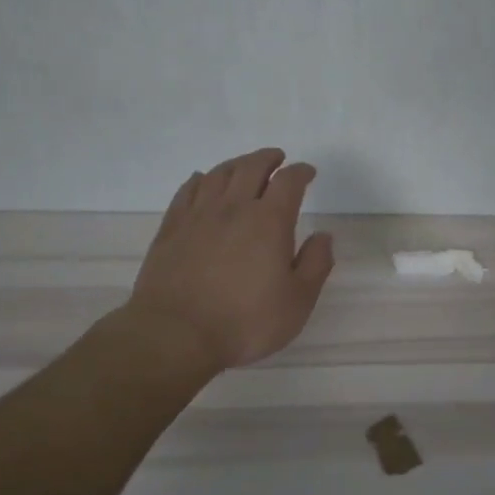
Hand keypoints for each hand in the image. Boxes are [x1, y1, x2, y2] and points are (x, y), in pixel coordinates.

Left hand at [116, 148, 335, 372]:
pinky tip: (202, 181)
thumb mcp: (298, 301)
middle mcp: (234, 209)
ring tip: (245, 166)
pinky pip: (187, 192)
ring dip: (236, 164)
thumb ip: (316, 264)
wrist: (175, 335)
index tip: (308, 172)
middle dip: (268, 159)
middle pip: (251, 168)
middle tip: (278, 158)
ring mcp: (198, 216)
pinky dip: (200, 180)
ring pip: (218, 175)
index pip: (288, 182)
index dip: (300, 172)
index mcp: (269, 221)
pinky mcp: (171, 230)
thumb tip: (323, 236)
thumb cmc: (246, 322)